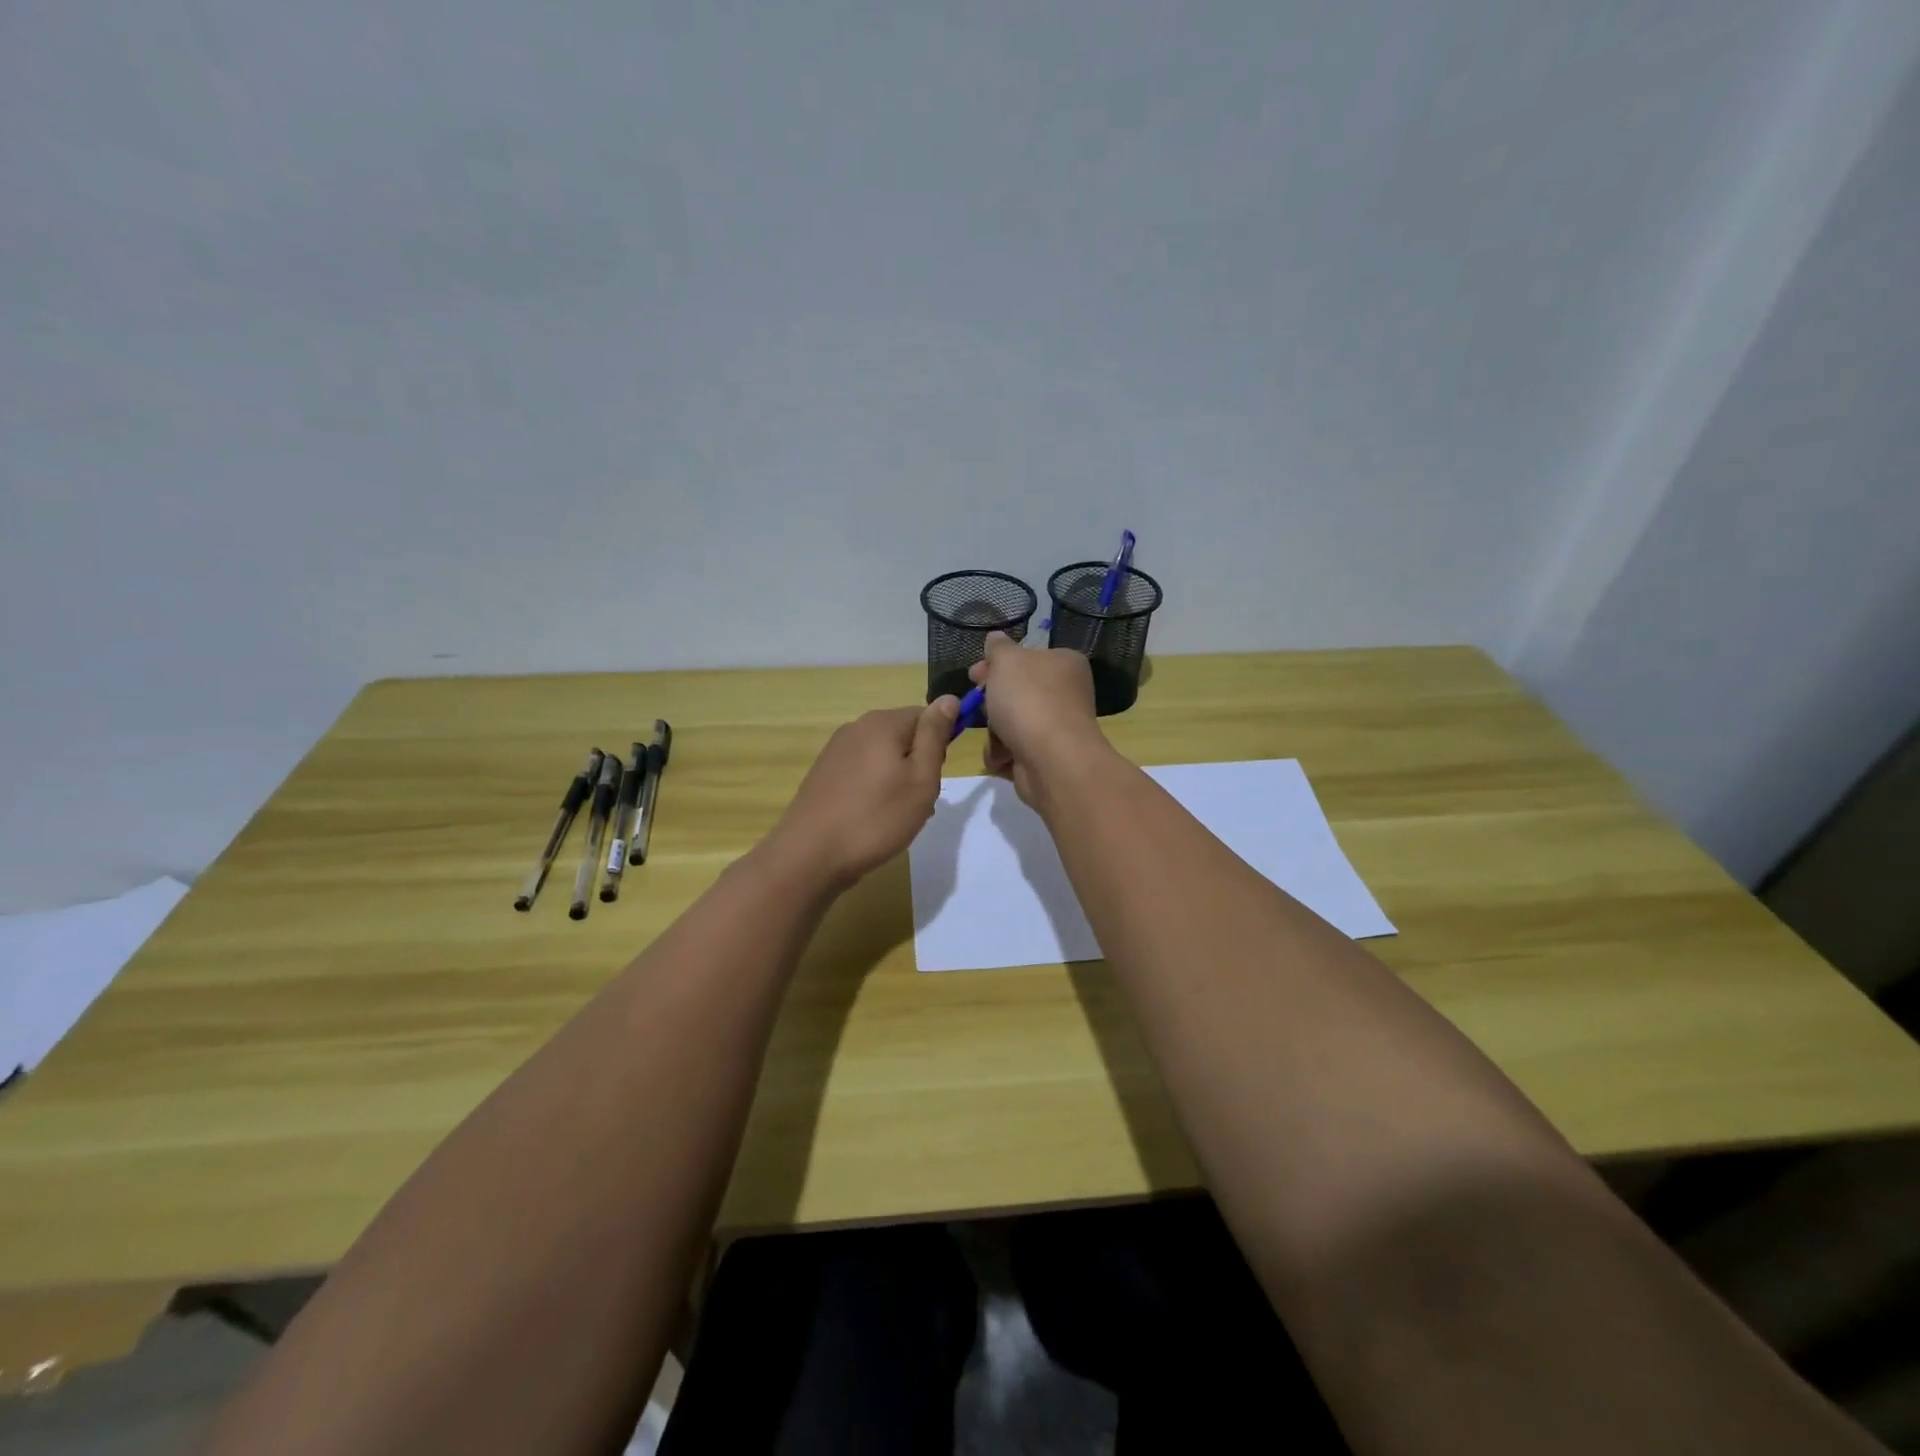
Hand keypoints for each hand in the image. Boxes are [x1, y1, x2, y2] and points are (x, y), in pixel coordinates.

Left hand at [764, 699, 958, 888]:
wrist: (811, 855)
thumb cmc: (876, 818)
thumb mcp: (921, 779)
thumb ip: (935, 736)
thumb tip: (949, 698)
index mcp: (882, 723)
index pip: (926, 716)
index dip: (938, 746)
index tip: (934, 778)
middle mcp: (856, 728)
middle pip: (903, 736)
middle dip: (917, 765)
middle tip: (919, 802)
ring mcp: (836, 751)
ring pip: (883, 757)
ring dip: (898, 780)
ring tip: (896, 816)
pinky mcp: (824, 774)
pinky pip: (862, 772)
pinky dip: (875, 790)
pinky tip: (873, 819)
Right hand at [968, 632, 1107, 808]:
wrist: (1051, 759)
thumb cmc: (1029, 699)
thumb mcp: (1007, 660)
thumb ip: (998, 648)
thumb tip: (996, 637)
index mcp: (1064, 664)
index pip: (1026, 658)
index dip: (997, 664)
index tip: (974, 674)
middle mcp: (1065, 694)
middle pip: (1017, 692)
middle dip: (992, 701)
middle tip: (977, 705)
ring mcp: (1057, 728)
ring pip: (1011, 723)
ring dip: (995, 731)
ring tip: (996, 736)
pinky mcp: (1046, 758)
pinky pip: (1014, 751)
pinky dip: (1003, 754)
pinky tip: (1001, 757)